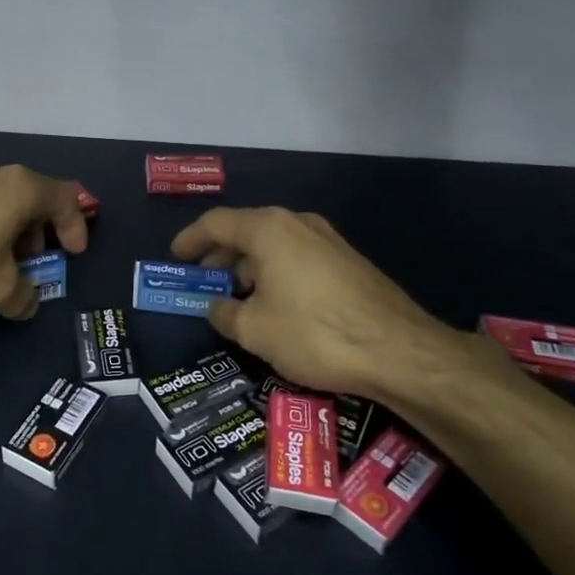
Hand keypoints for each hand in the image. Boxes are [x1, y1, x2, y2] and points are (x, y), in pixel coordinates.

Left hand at [0, 162, 88, 317]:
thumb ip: (22, 295)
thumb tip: (27, 302)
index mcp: (20, 187)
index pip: (64, 198)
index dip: (75, 226)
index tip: (74, 254)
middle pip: (32, 198)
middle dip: (40, 232)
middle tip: (36, 262)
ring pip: (1, 203)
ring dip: (10, 234)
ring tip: (2, 267)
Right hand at [172, 206, 493, 406]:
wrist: (400, 351)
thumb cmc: (314, 333)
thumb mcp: (255, 330)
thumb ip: (224, 313)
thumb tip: (216, 307)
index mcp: (268, 229)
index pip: (216, 223)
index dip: (190, 240)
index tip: (175, 258)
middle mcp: (297, 223)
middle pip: (246, 231)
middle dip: (219, 256)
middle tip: (201, 281)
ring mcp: (327, 240)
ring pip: (274, 246)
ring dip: (249, 267)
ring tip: (235, 299)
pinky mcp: (348, 262)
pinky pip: (297, 258)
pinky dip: (275, 274)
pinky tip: (274, 305)